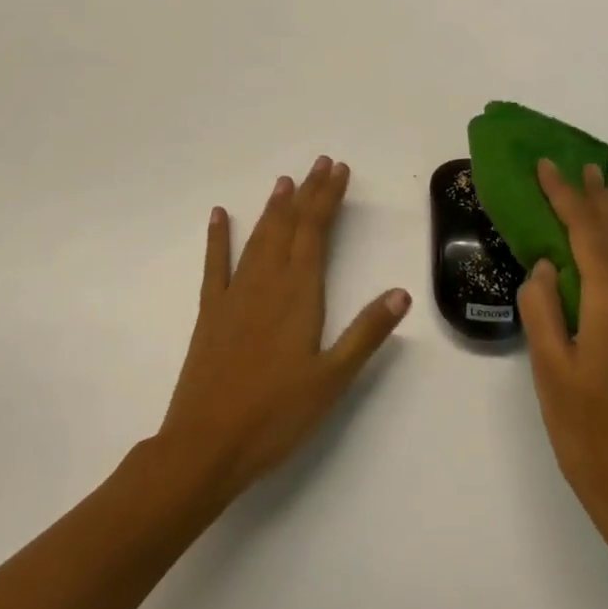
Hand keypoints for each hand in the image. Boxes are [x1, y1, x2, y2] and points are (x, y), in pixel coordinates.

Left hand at [157, 157, 410, 499]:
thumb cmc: (276, 415)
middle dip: (307, 192)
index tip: (340, 170)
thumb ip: (366, 333)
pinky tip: (218, 215)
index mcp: (298, 294)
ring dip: (274, 207)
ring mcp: (234, 294)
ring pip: (258, 238)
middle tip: (320, 163)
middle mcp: (266, 282)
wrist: (205, 446)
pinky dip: (217, 237)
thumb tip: (401, 293)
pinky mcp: (210, 312)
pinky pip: (214, 265)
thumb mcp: (332, 380)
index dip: (328, 198)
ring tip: (285, 181)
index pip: (316, 231)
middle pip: (289, 225)